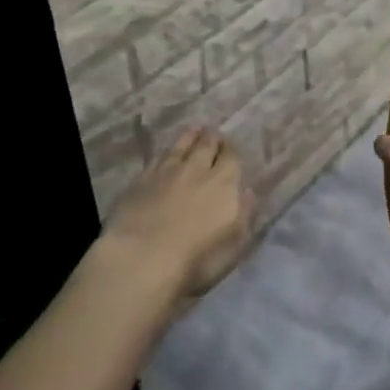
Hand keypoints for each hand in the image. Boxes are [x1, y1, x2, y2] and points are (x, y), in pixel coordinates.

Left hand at [103, 127, 256, 303]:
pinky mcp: (142, 177)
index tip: (229, 147)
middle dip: (212, 138)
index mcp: (224, 183)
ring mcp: (167, 170)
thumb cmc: (196, 260)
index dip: (230, 150)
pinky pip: (159, 156)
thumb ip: (244, 214)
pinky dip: (167, 150)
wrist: (143, 257)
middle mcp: (197, 168)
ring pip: (182, 144)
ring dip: (190, 136)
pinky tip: (167, 152)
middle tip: (212, 134)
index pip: (231, 157)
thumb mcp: (233, 245)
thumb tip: (247, 192)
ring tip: (194, 130)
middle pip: (206, 144)